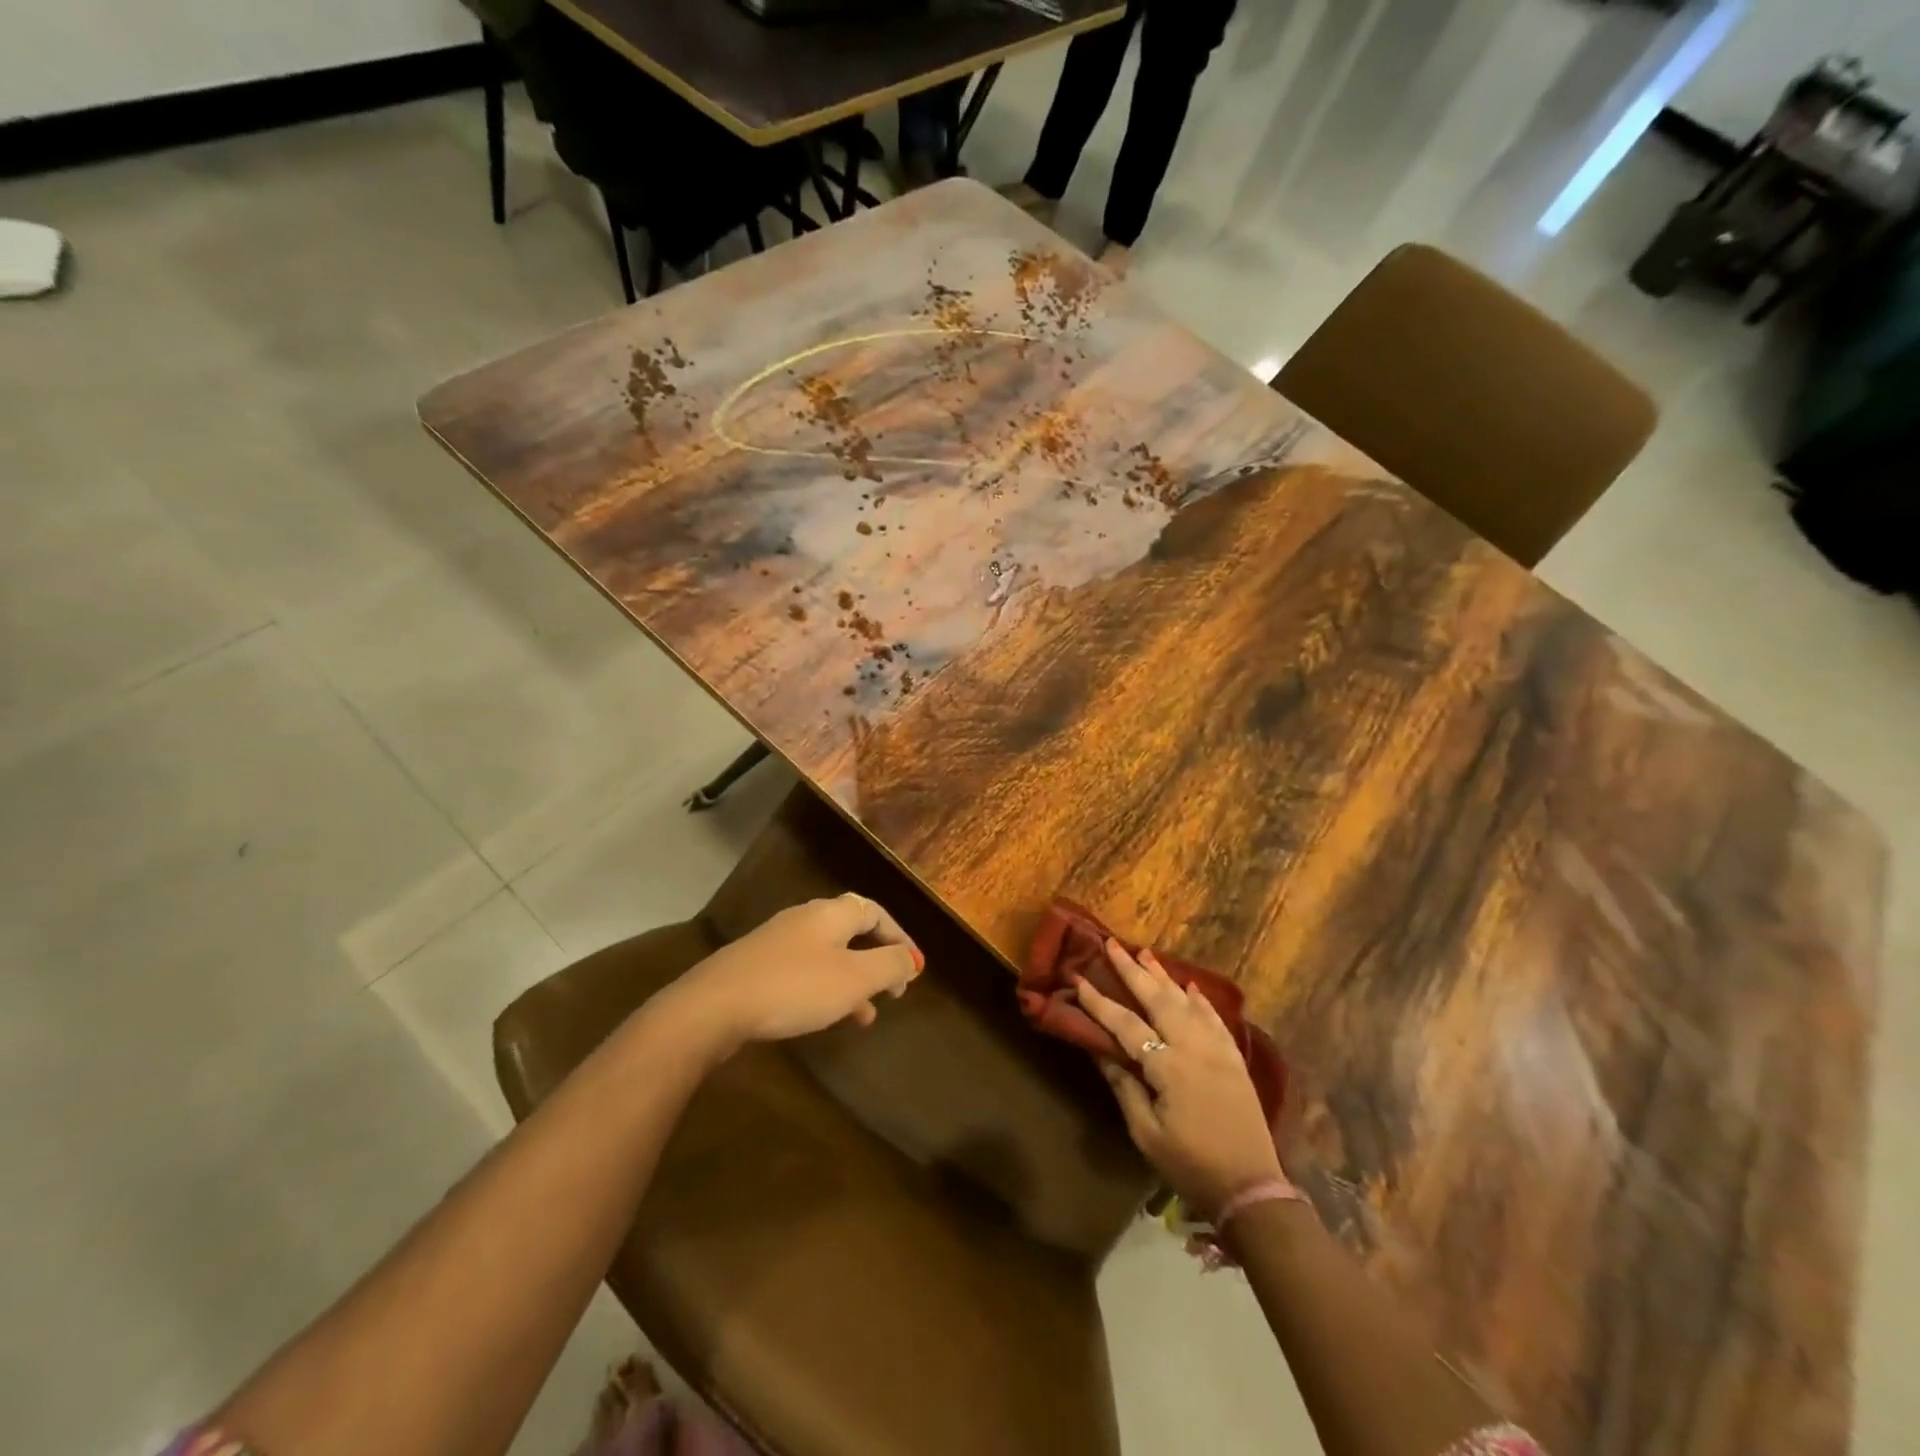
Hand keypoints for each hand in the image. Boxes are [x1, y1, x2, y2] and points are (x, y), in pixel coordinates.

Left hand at [671, 893, 922, 1047]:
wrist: (714, 1006)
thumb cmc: (795, 988)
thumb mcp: (854, 979)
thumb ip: (890, 965)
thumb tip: (912, 958)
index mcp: (832, 913)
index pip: (876, 912)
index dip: (900, 938)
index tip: (914, 969)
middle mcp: (805, 918)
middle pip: (852, 931)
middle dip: (876, 960)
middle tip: (893, 989)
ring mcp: (777, 941)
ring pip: (829, 955)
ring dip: (852, 981)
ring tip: (866, 1015)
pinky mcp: (757, 965)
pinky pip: (804, 971)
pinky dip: (825, 989)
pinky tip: (824, 1018)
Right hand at [1076, 940, 1285, 1220]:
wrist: (1252, 1187)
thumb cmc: (1191, 1166)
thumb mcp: (1146, 1134)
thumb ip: (1124, 1087)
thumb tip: (1099, 1049)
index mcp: (1168, 1067)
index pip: (1125, 1025)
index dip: (1098, 1001)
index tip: (1077, 978)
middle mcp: (1193, 1048)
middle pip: (1158, 999)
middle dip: (1132, 970)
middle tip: (1112, 944)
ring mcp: (1218, 1050)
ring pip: (1186, 1002)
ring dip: (1164, 976)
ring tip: (1145, 953)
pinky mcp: (1234, 1059)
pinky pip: (1215, 1019)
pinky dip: (1200, 1000)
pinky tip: (1190, 987)